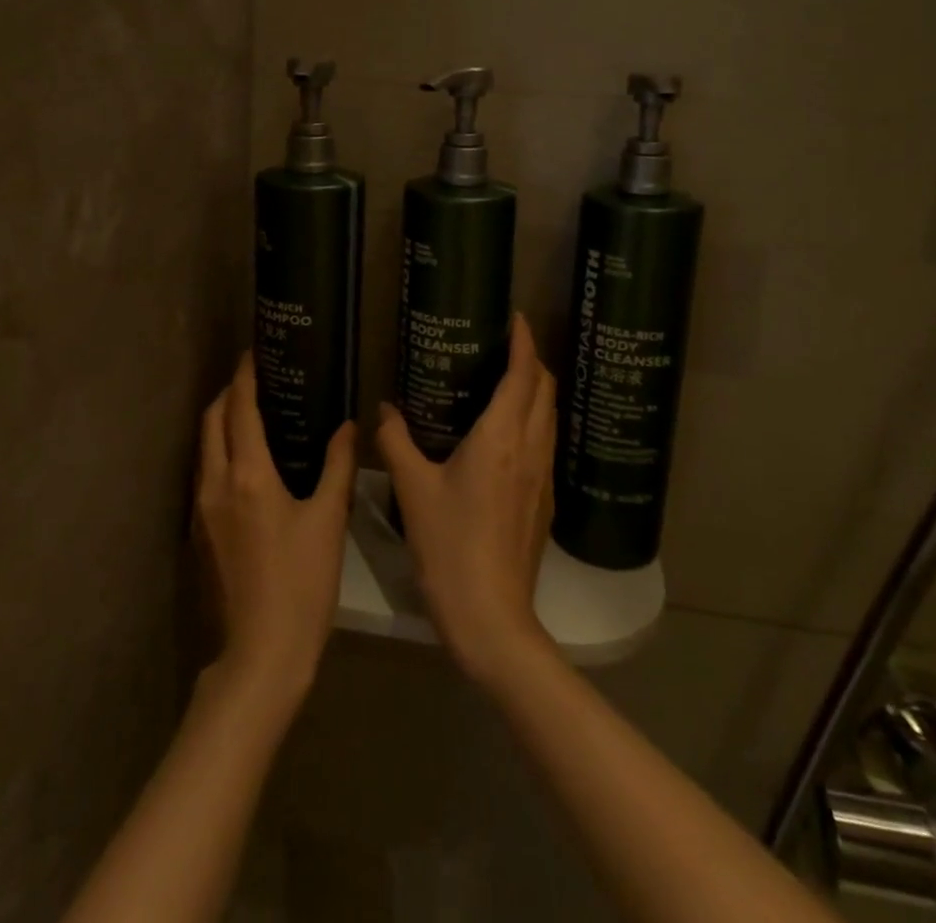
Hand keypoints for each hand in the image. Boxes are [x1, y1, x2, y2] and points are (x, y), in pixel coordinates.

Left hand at [194, 353, 357, 711]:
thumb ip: (338, 465)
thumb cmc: (301, 584)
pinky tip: (246, 460)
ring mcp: (201, 509)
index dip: (245, 376)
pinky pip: (205, 472)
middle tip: (257, 379)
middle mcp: (215, 483)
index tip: (254, 352)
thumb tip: (348, 425)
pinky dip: (220, 450)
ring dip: (221, 421)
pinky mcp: (199, 531)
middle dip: (228, 393)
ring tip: (252, 412)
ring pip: (204, 446)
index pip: (240, 409)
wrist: (261, 654)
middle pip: (212, 420)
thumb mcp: (328, 520)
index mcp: (248, 475)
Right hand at [377, 314, 557, 687]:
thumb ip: (397, 442)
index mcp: (502, 437)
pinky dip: (534, 420)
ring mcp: (544, 478)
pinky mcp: (545, 502)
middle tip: (505, 346)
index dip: (525, 342)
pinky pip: (545, 443)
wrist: (492, 618)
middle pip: (546, 390)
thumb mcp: (413, 489)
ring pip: (550, 416)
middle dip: (533, 360)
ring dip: (536, 390)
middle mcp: (531, 449)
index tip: (517, 318)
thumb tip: (384, 409)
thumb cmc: (449, 546)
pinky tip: (507, 434)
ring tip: (506, 380)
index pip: (525, 375)